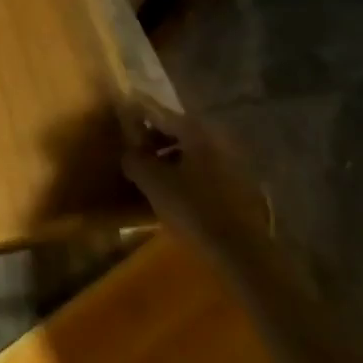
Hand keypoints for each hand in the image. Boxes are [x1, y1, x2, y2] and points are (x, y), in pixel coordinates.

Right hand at [121, 97, 271, 252]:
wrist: (242, 250)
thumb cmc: (193, 208)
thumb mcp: (152, 182)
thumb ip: (135, 159)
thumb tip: (129, 152)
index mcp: (195, 130)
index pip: (158, 112)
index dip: (136, 114)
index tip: (120, 118)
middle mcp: (216, 137)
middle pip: (177, 129)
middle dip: (154, 137)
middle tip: (134, 151)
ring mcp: (231, 160)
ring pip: (191, 149)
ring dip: (170, 156)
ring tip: (152, 174)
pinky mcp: (239, 182)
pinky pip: (204, 166)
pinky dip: (186, 170)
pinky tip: (175, 190)